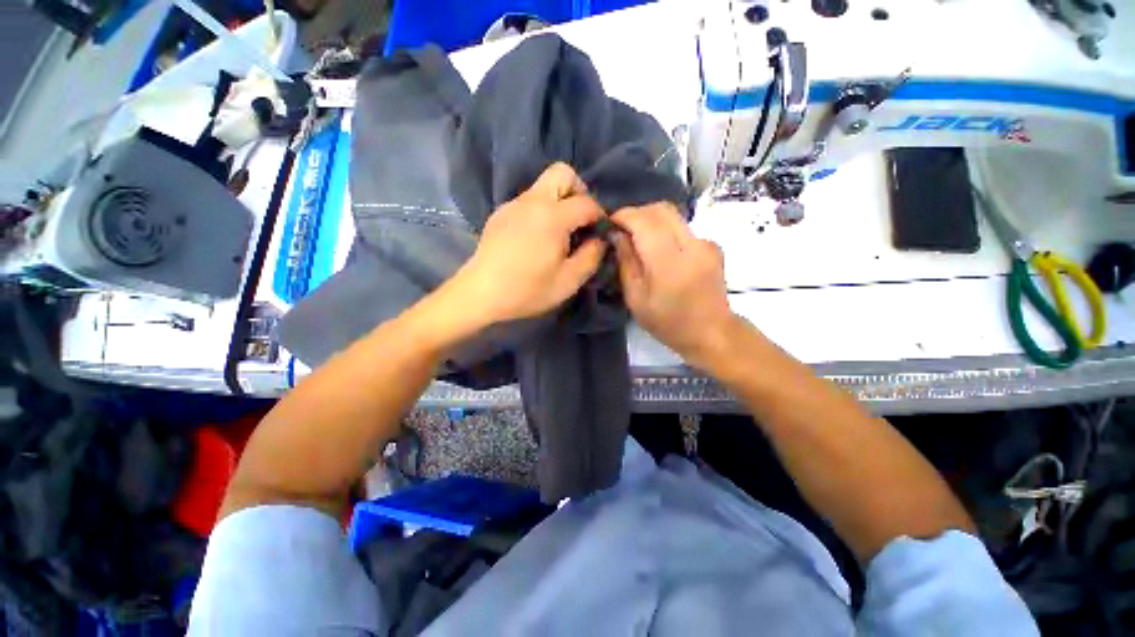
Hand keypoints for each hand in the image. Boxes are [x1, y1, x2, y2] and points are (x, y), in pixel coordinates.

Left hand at [450, 163, 606, 326]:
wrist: (481, 293)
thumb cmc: (528, 289)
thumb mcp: (569, 281)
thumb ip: (591, 256)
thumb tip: (599, 239)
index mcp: (552, 216)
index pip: (586, 203)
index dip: (600, 216)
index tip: (600, 232)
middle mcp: (533, 201)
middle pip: (562, 173)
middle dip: (579, 191)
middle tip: (580, 221)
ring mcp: (513, 205)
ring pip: (544, 186)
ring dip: (559, 202)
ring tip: (559, 234)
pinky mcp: (501, 213)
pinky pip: (529, 201)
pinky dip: (541, 211)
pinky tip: (536, 238)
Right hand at [612, 203, 740, 366]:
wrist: (711, 332)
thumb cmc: (668, 323)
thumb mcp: (636, 299)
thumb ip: (626, 262)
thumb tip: (616, 234)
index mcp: (669, 263)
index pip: (644, 222)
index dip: (624, 216)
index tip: (609, 223)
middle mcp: (691, 245)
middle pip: (661, 209)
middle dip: (636, 213)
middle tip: (621, 229)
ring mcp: (706, 243)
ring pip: (672, 215)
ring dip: (650, 221)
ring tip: (637, 239)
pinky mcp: (712, 245)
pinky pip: (682, 227)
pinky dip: (665, 230)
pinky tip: (659, 250)